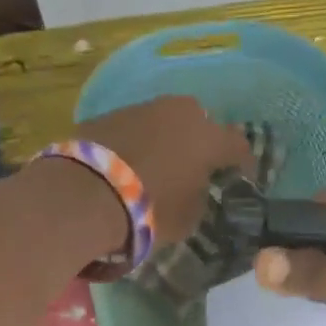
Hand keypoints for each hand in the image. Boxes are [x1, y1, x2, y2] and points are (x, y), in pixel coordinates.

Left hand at [74, 97, 252, 246]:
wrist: (84, 195)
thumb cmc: (149, 210)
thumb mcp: (188, 216)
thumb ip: (199, 196)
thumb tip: (195, 186)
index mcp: (208, 138)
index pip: (238, 145)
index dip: (241, 162)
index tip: (240, 176)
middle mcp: (179, 113)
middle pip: (200, 122)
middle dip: (200, 140)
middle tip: (194, 165)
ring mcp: (142, 109)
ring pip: (164, 120)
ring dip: (165, 138)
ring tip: (156, 164)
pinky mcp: (108, 114)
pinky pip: (133, 128)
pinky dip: (135, 142)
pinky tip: (126, 163)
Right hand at [255, 191, 325, 325]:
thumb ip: (321, 272)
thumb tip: (261, 261)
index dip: (303, 212)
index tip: (265, 225)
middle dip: (294, 238)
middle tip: (253, 246)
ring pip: (324, 259)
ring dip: (296, 262)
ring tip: (258, 265)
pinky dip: (304, 285)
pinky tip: (278, 285)